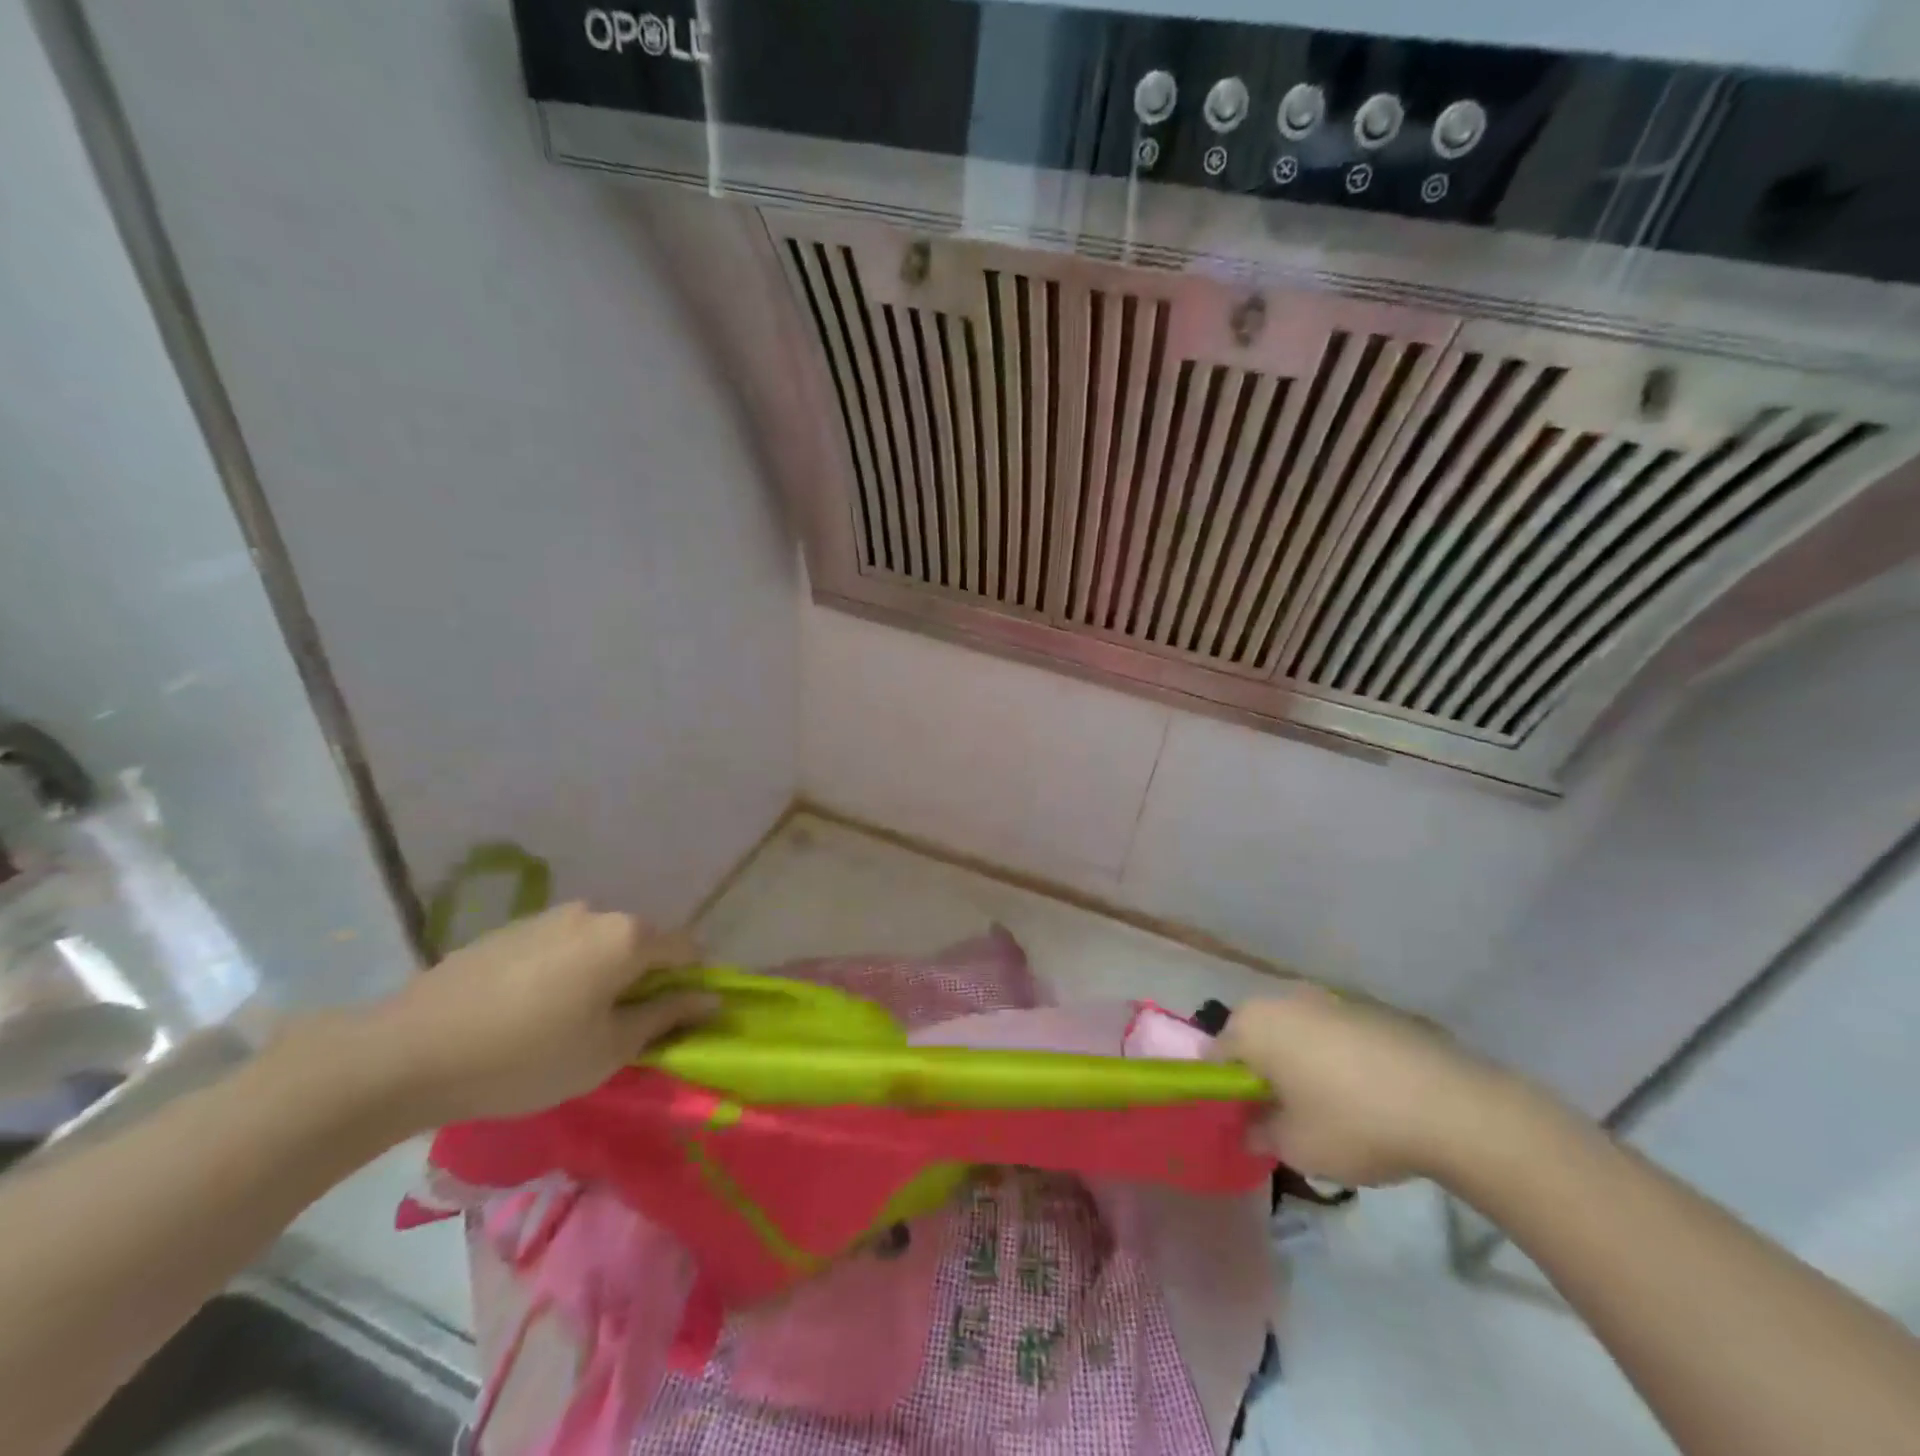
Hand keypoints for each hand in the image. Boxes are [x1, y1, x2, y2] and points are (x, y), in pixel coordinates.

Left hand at [362, 903, 715, 1126]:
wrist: (406, 1053)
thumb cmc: (525, 1058)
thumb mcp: (607, 1050)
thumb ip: (665, 1017)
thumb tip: (710, 999)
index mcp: (627, 936)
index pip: (686, 949)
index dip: (691, 983)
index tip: (674, 1020)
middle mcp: (595, 912)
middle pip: (641, 942)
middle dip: (643, 979)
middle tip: (618, 1030)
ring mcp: (549, 916)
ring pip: (599, 943)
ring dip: (602, 974)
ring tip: (568, 1022)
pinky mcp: (510, 929)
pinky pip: (560, 946)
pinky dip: (564, 971)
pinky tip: (529, 1011)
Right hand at [1218, 987, 1516, 1186]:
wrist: (1452, 1106)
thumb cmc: (1354, 1123)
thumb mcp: (1296, 1147)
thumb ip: (1259, 1134)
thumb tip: (1249, 1127)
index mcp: (1253, 1025)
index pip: (1215, 1054)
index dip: (1224, 1090)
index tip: (1244, 1120)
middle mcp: (1282, 999)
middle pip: (1253, 1036)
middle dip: (1260, 1071)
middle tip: (1281, 1115)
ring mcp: (1326, 998)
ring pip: (1293, 1032)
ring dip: (1297, 1062)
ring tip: (1324, 1107)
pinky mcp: (1366, 1008)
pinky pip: (1330, 1033)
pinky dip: (1332, 1057)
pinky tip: (1362, 1094)